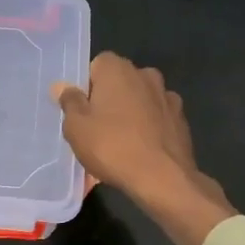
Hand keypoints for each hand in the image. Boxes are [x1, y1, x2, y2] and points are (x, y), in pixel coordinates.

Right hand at [53, 53, 234, 244]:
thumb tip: (63, 86)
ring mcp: (167, 96)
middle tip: (97, 128)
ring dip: (131, 112)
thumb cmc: (112, 147)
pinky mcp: (181, 119)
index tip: (82, 111)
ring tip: (121, 142)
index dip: (87, 87)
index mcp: (117, 69)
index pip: (96, 66)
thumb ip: (69, 102)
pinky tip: (142, 149)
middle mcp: (144, 74)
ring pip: (140, 99)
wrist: (163, 178)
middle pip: (119, 82)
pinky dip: (150, 127)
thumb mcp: (76, 127)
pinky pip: (157, 117)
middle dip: (109, 99)